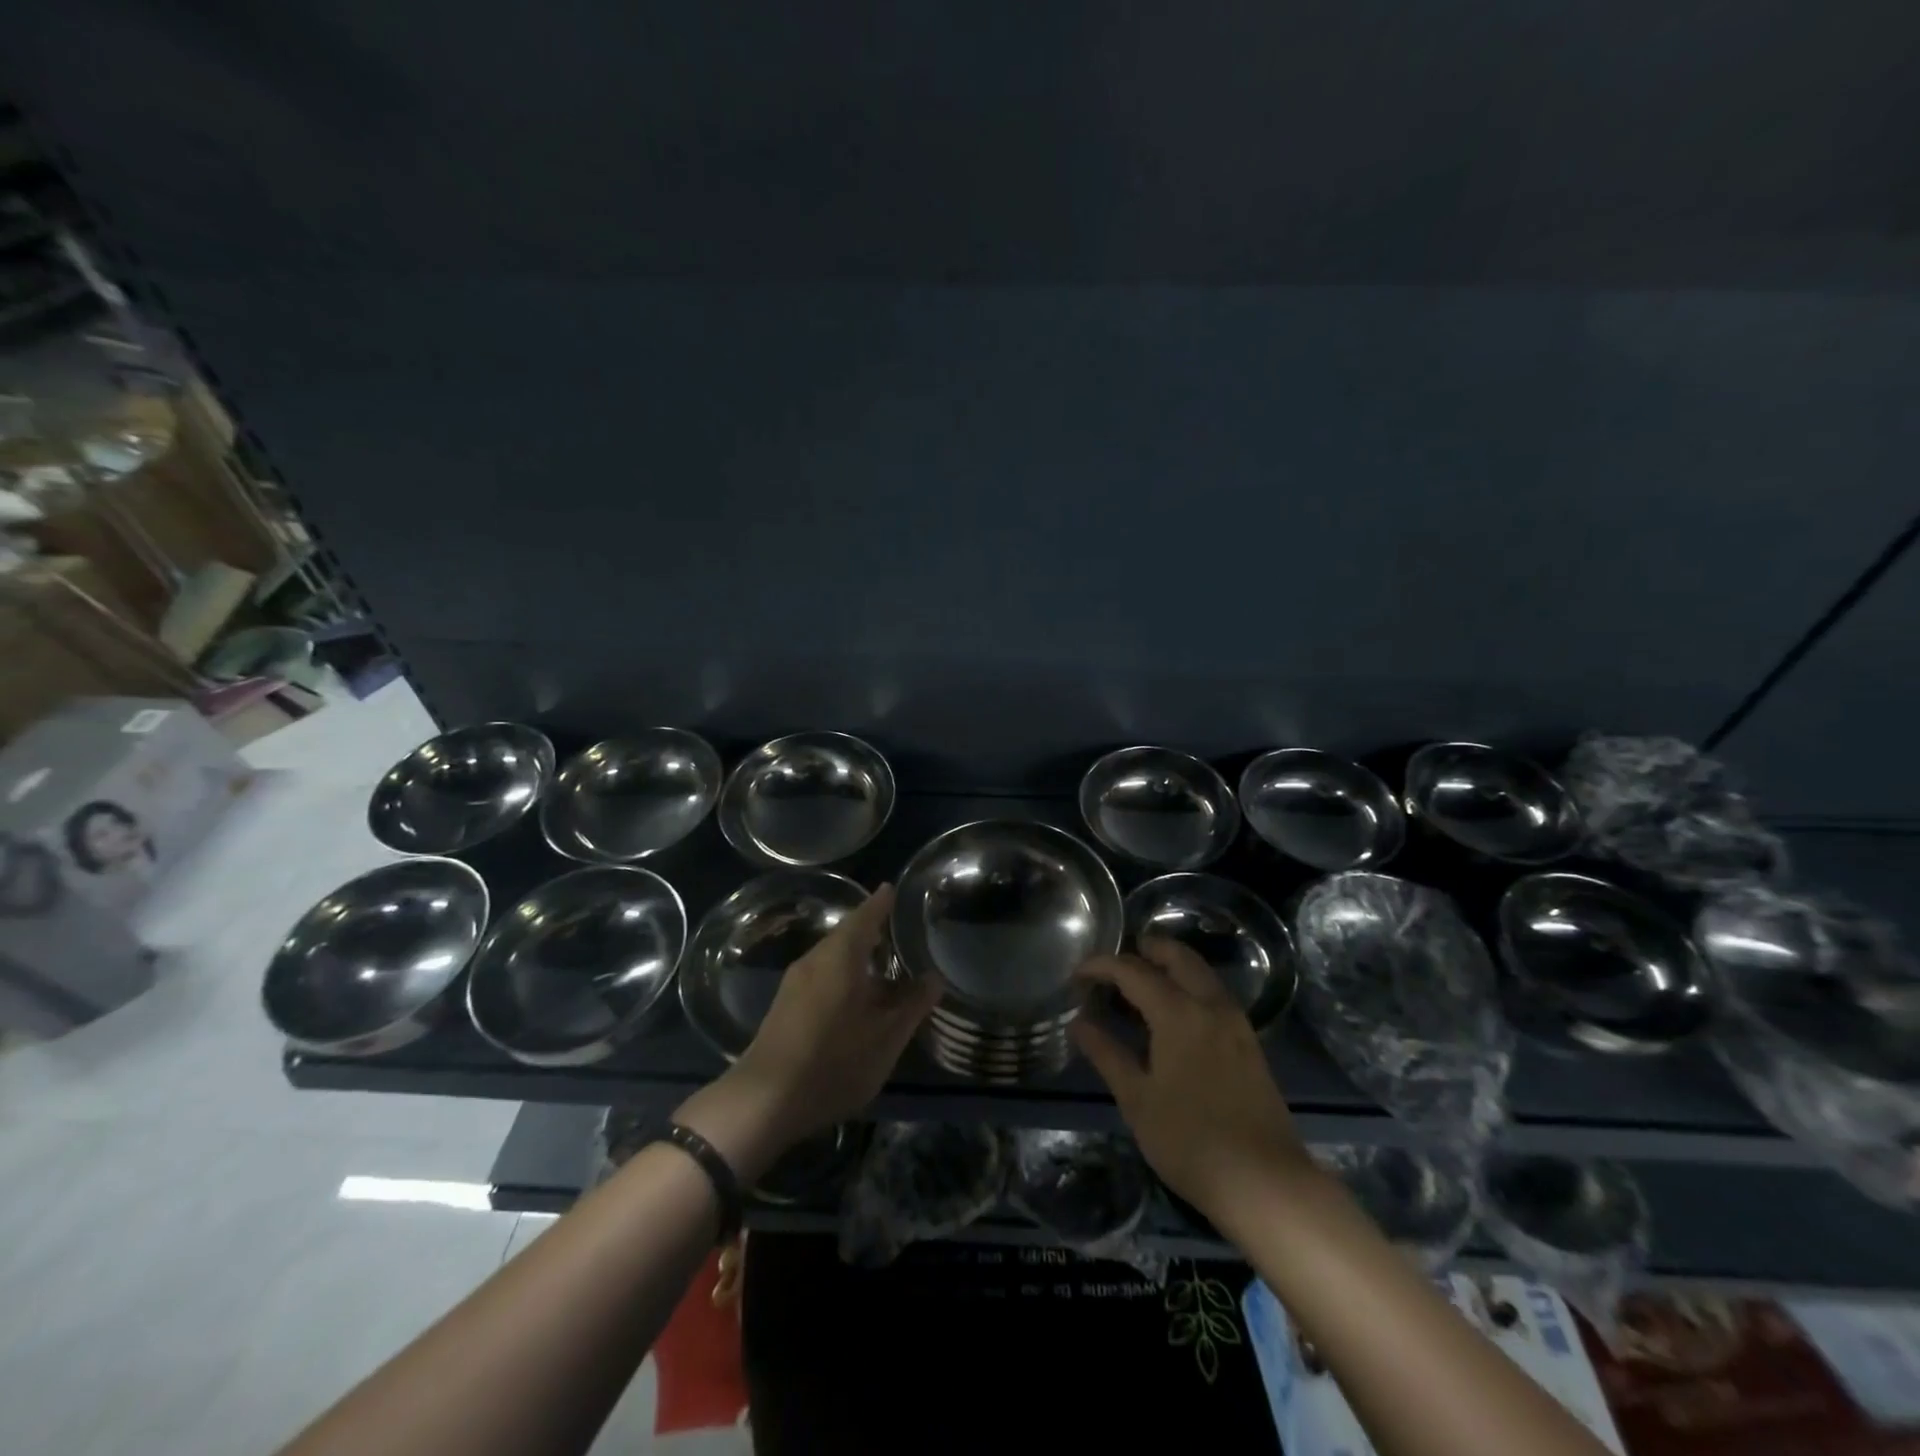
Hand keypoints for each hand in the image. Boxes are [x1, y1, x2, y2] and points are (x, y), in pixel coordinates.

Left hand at [680, 885, 940, 1178]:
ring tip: (885, 965)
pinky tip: (858, 995)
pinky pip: (822, 975)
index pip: (865, 916)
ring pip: (833, 958)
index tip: (893, 889)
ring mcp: (796, 983)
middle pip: (846, 936)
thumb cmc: (834, 1062)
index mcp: (840, 956)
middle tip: (897, 929)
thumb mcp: (886, 1037)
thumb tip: (934, 977)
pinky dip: (844, 975)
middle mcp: (815, 960)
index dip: (881, 903)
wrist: (763, 1101)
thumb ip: (913, 1004)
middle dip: (872, 931)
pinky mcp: (786, 1006)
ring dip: (858, 957)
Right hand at [1071, 937, 1311, 1223]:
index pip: (1132, 970)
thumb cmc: (1190, 1141)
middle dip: (1144, 949)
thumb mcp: (1137, 1099)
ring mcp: (1235, 1022)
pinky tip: (1171, 1014)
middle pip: (1177, 956)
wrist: (1265, 1182)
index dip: (1101, 966)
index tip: (1077, 975)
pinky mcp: (1248, 1042)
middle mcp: (1210, 1004)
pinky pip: (1213, 994)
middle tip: (1113, 963)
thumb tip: (1079, 1023)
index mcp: (1178, 1012)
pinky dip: (1188, 985)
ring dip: (1169, 966)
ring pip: (1200, 972)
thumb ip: (1107, 1054)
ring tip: (1138, 984)